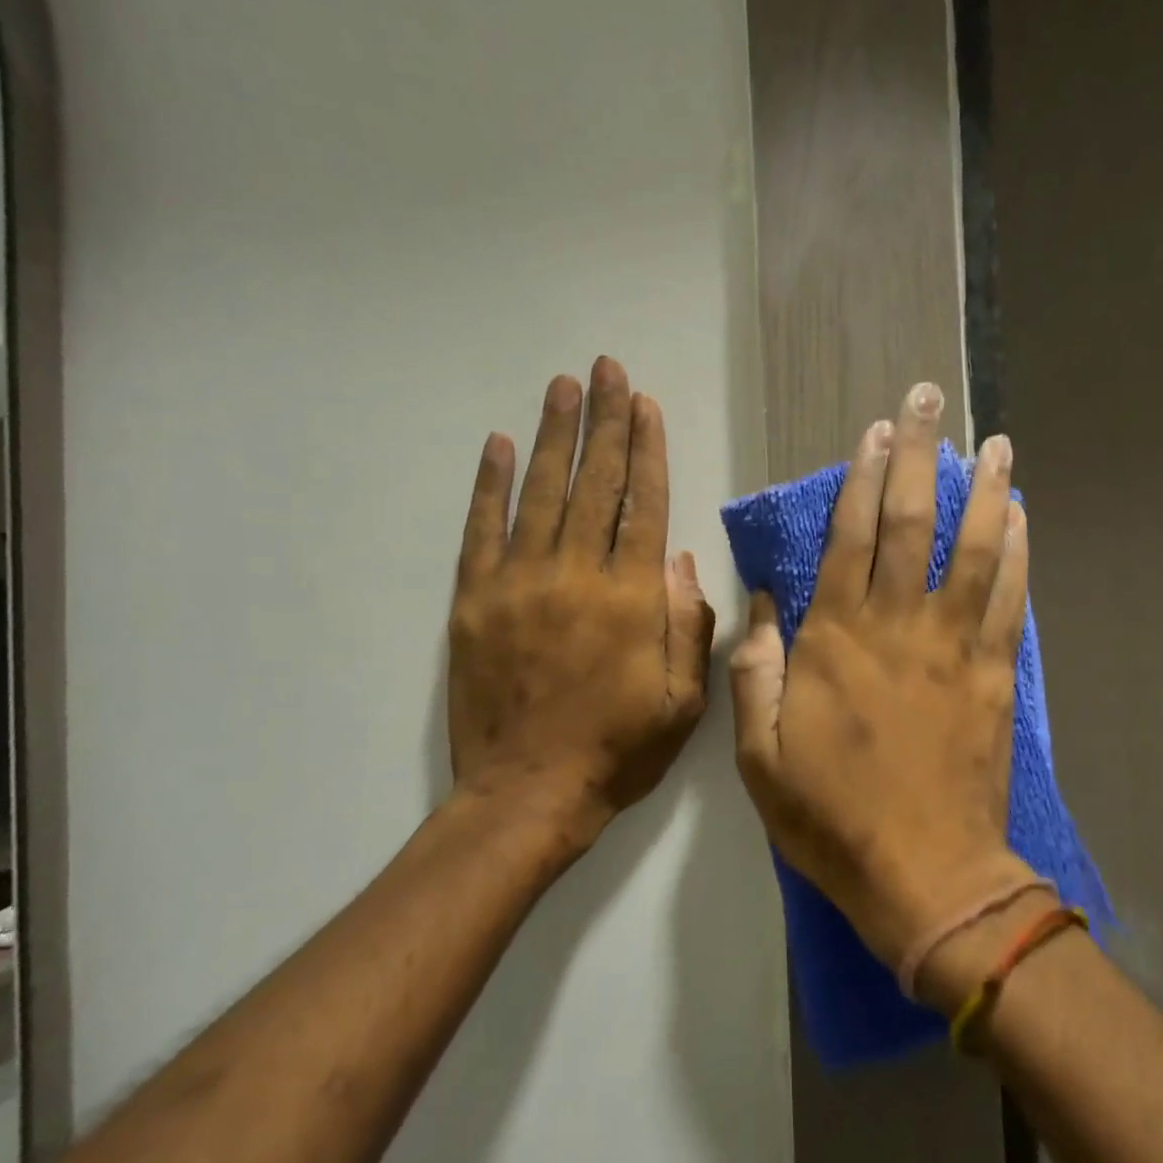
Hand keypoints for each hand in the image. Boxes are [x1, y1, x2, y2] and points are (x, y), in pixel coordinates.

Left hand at [449, 357, 715, 862]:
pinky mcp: (474, 600)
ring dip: (553, 435)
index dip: (646, 450)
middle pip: (594, 483)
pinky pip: (482, 529)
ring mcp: (518, 583)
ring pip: (540, 492)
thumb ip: (687, 624)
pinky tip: (498, 444)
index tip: (645, 404)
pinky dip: (489, 484)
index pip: (642, 505)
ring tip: (562, 386)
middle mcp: (576, 575)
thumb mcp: (682, 701)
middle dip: (604, 422)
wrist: (528, 793)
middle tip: (606, 369)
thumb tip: (679, 560)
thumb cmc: (617, 750)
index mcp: (631, 599)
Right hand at [729, 382, 1036, 972]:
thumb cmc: (830, 816)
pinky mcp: (994, 674)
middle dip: (919, 455)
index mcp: (834, 641)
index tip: (875, 432)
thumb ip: (756, 671)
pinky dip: (1018, 552)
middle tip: (930, 399)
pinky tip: (1022, 515)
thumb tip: (762, 604)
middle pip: (911, 523)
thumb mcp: (758, 754)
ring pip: (972, 549)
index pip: (849, 538)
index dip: (861, 479)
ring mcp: (953, 646)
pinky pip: (1009, 599)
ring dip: (984, 489)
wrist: (923, 874)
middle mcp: (896, 626)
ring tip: (993, 441)